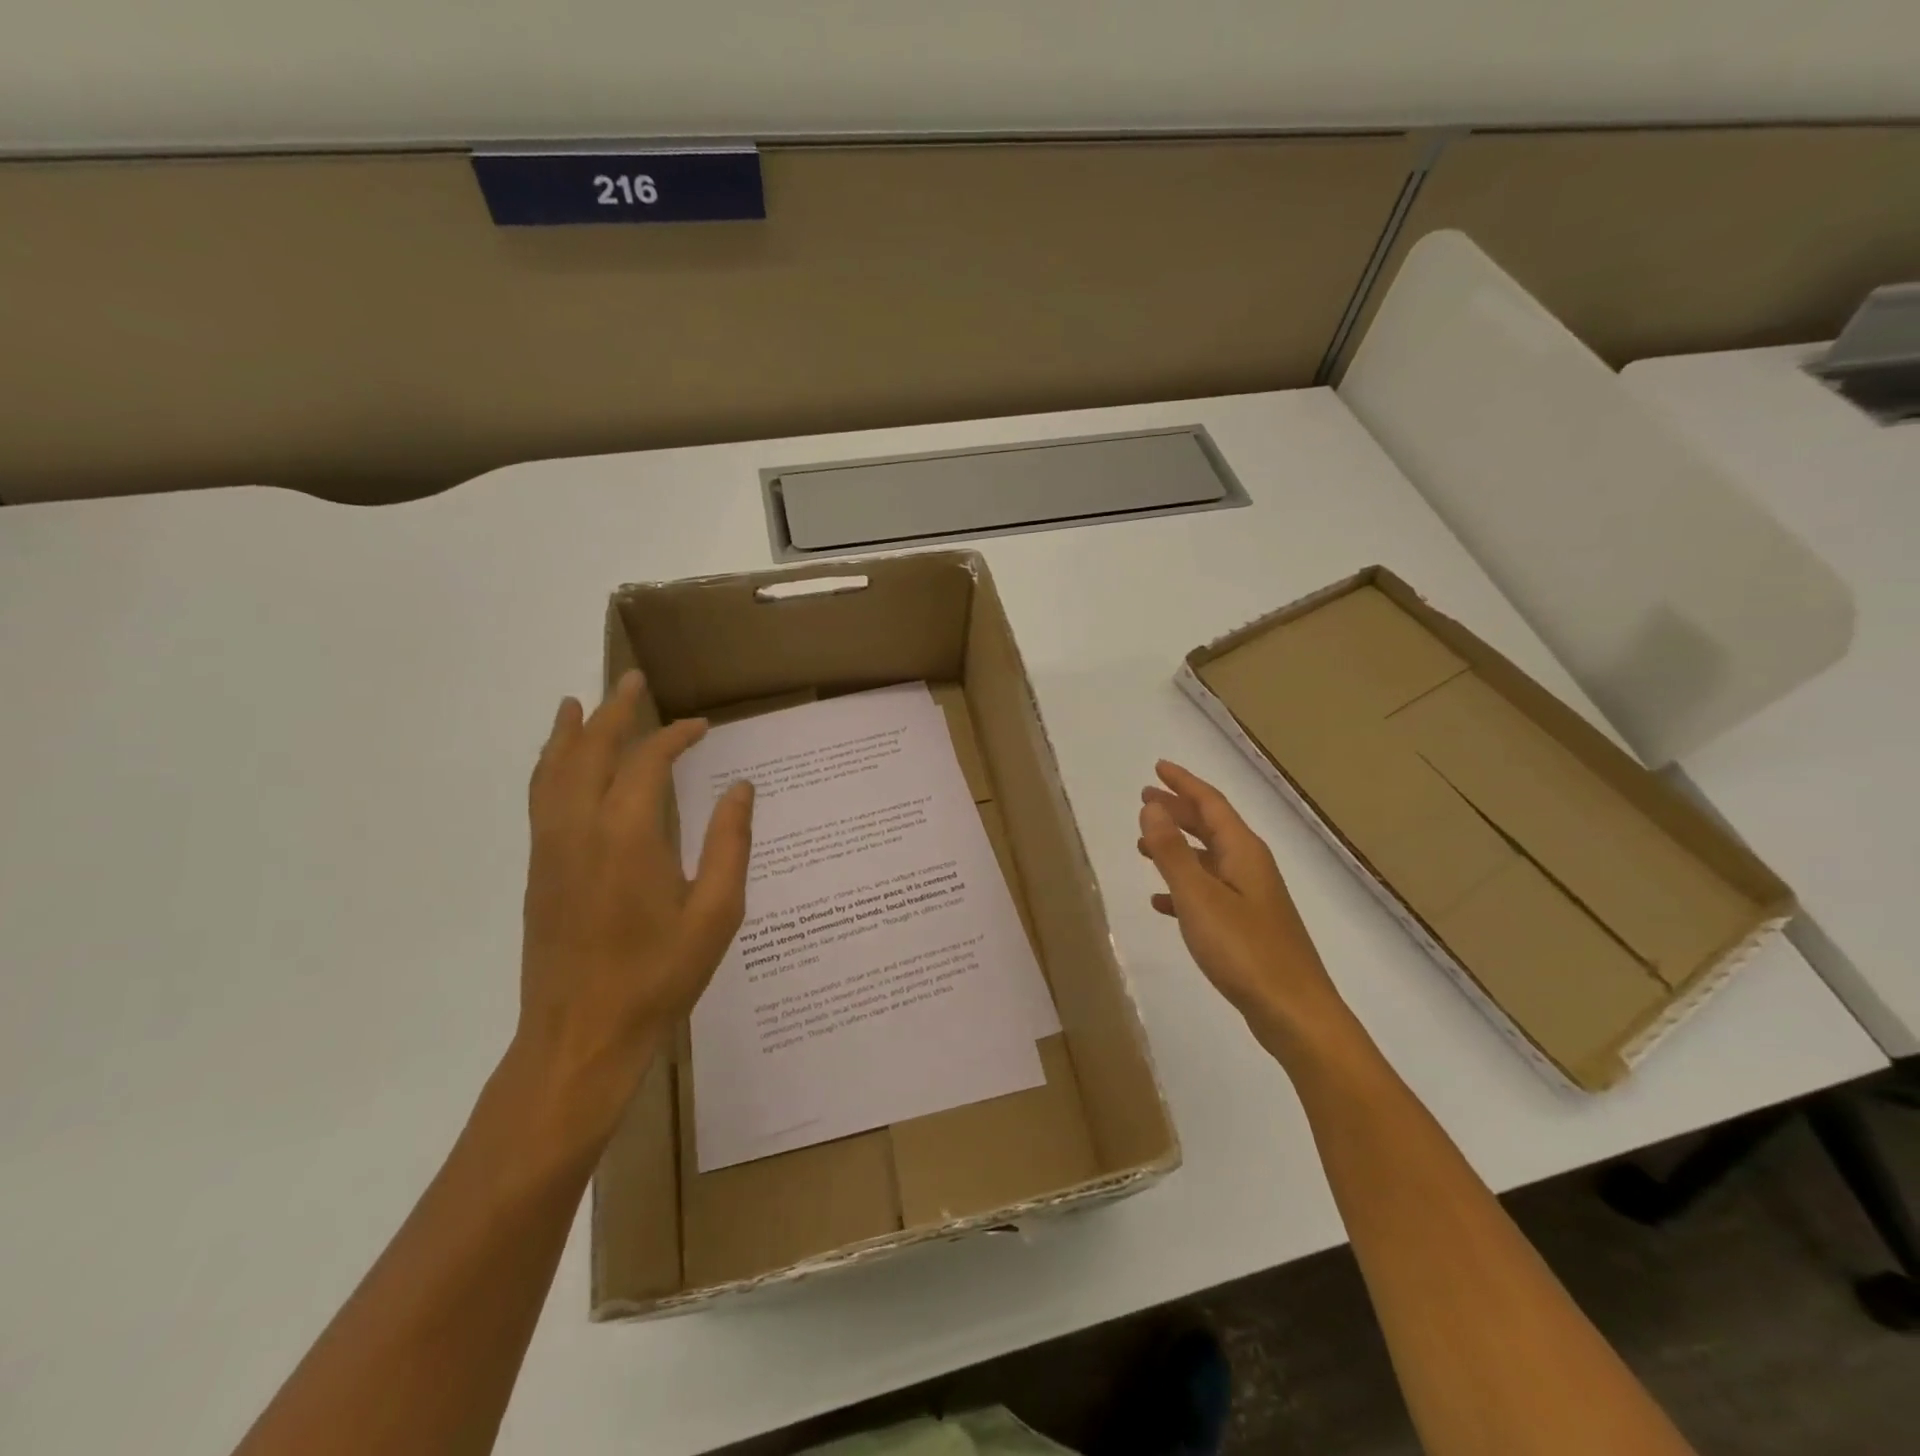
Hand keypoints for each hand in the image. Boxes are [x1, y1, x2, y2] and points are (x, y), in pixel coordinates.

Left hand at [515, 670, 753, 1125]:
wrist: (580, 1037)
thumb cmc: (658, 976)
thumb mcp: (716, 913)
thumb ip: (730, 844)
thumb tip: (741, 789)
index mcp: (628, 835)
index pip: (647, 761)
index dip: (675, 736)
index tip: (702, 727)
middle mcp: (580, 829)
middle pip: (590, 751)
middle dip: (613, 711)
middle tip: (633, 681)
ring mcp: (550, 849)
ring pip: (553, 771)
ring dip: (569, 732)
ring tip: (577, 703)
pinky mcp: (538, 871)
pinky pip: (540, 799)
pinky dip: (549, 766)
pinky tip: (558, 765)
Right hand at [1137, 760, 1344, 1044]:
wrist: (1293, 1013)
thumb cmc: (1244, 950)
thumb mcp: (1199, 897)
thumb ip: (1172, 852)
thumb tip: (1151, 807)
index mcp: (1243, 852)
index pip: (1211, 803)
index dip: (1183, 783)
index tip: (1157, 768)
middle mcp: (1250, 867)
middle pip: (1211, 826)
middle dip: (1179, 810)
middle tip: (1145, 800)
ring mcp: (1251, 898)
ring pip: (1208, 859)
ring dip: (1177, 847)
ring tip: (1143, 846)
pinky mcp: (1247, 927)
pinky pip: (1209, 893)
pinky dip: (1184, 887)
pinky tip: (1162, 901)